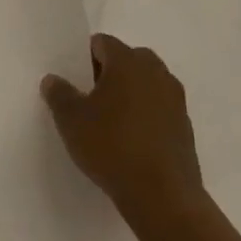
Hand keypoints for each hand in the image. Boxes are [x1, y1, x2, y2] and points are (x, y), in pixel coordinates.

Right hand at [42, 34, 205, 231]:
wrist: (163, 197)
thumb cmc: (111, 147)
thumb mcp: (71, 120)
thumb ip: (59, 94)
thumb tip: (53, 80)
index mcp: (128, 62)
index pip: (103, 43)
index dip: (84, 57)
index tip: (74, 80)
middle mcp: (156, 73)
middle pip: (129, 59)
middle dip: (110, 72)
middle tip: (91, 97)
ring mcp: (175, 100)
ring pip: (147, 83)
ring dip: (130, 93)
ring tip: (110, 120)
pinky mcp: (186, 127)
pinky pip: (160, 108)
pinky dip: (146, 115)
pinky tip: (130, 140)